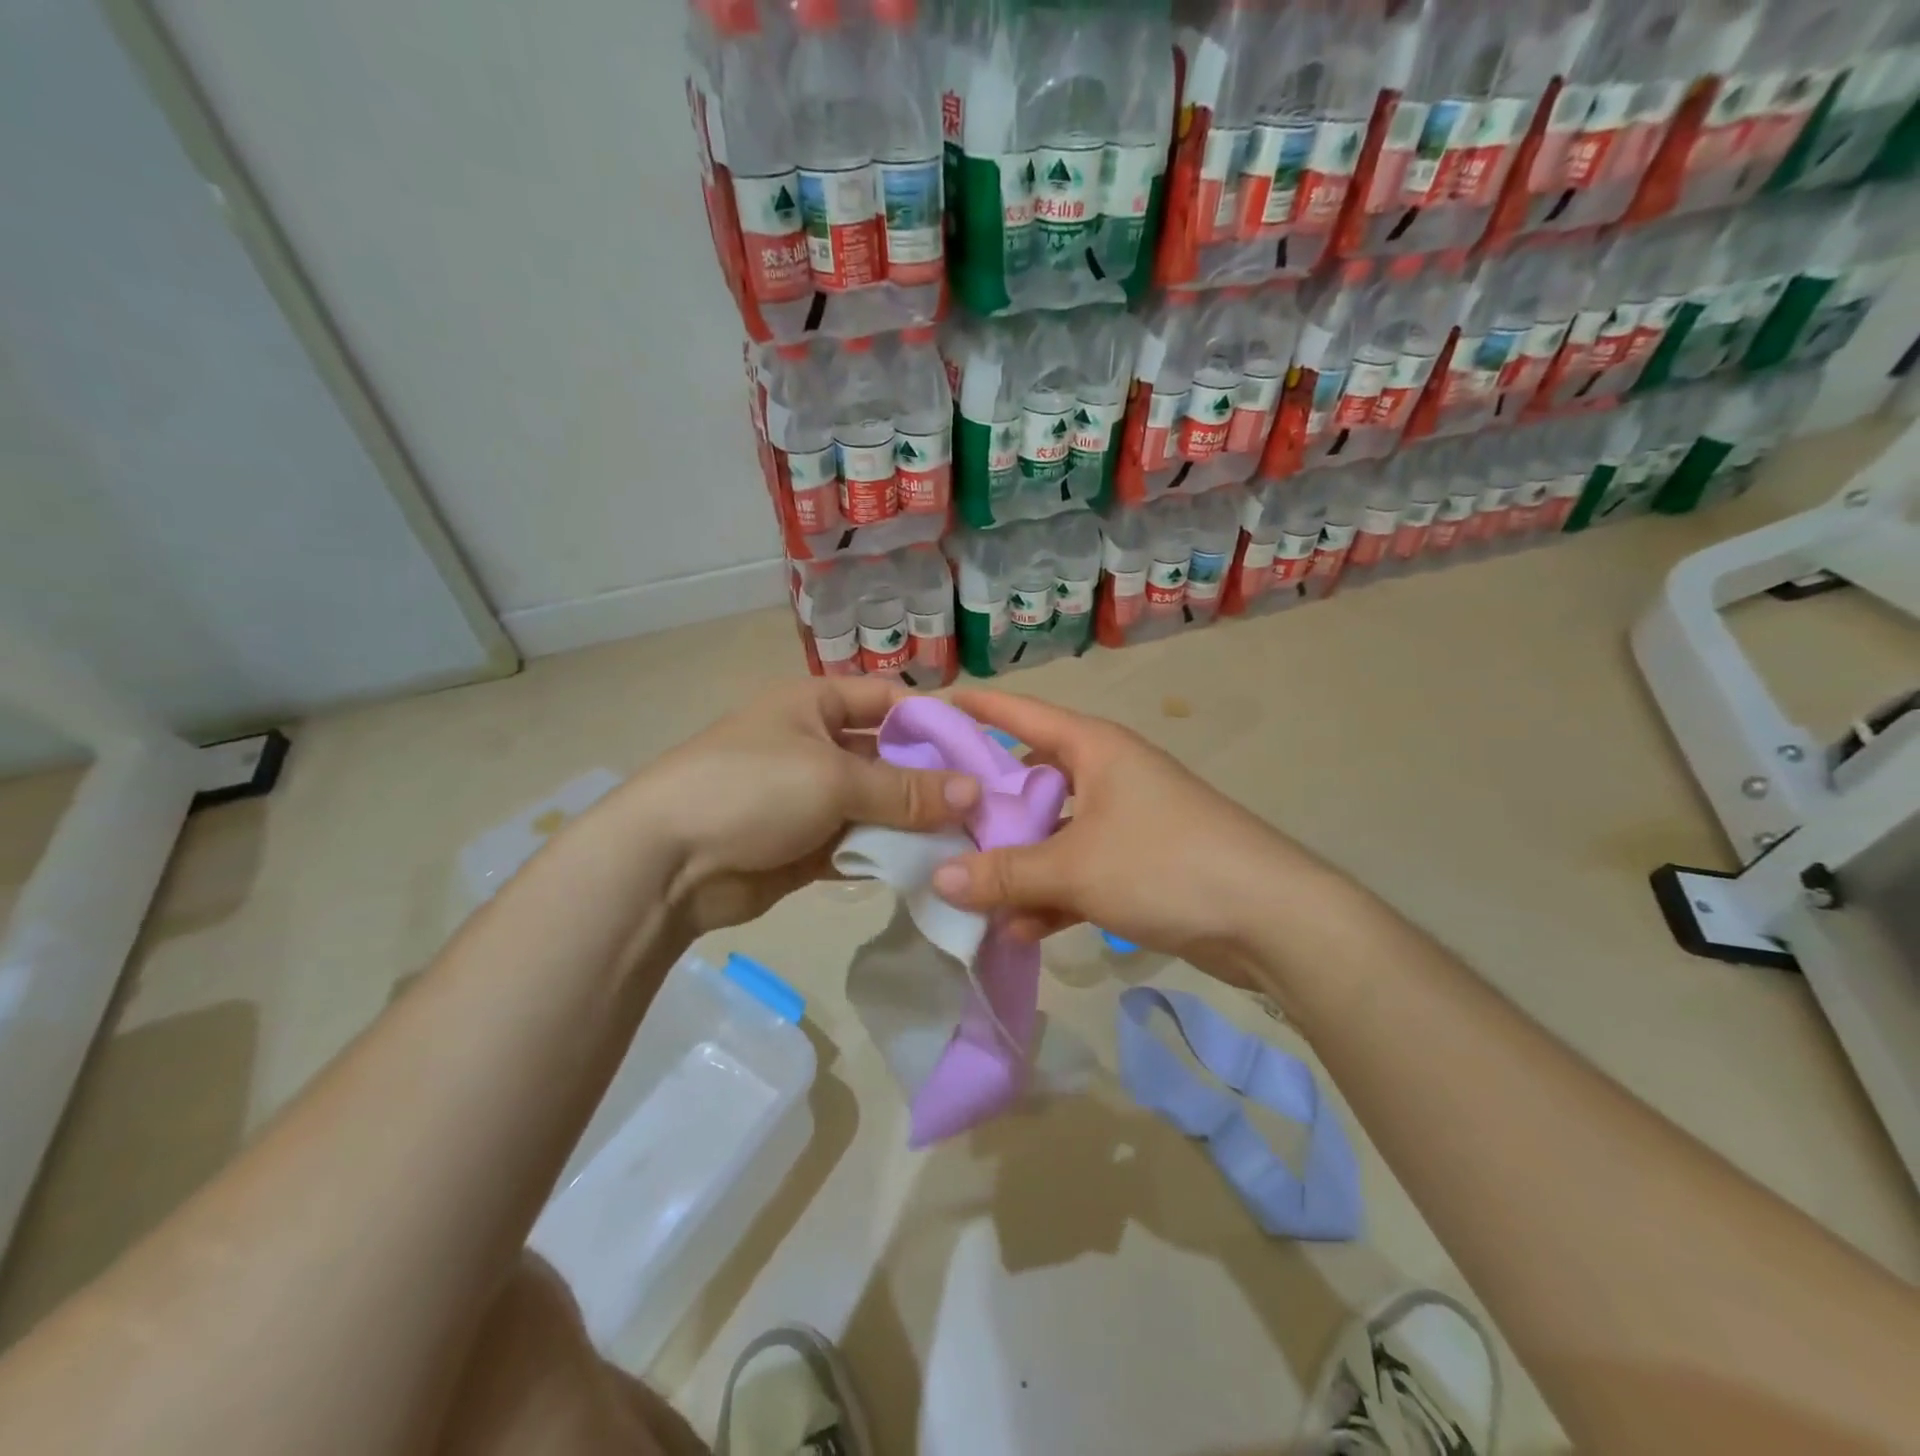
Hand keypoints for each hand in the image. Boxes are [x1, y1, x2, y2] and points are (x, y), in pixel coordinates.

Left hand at [632, 679, 978, 934]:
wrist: (666, 862)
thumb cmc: (751, 789)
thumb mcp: (833, 778)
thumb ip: (906, 789)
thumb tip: (975, 793)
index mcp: (814, 705)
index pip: (888, 700)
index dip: (934, 720)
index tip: (983, 750)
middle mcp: (816, 745)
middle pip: (888, 756)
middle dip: (932, 779)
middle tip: (987, 805)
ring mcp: (810, 798)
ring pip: (877, 805)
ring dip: (914, 822)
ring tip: (970, 839)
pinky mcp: (806, 846)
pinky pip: (859, 843)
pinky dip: (888, 853)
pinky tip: (929, 866)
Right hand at [929, 690, 1330, 984]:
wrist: (1271, 919)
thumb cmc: (1166, 864)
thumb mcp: (1075, 868)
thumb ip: (1004, 873)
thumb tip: (937, 881)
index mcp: (1095, 749)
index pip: (1022, 714)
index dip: (977, 709)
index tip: (929, 708)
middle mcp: (1108, 775)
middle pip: (1032, 780)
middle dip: (988, 807)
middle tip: (936, 824)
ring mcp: (1125, 821)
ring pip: (1054, 833)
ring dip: (1018, 864)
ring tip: (969, 893)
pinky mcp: (1140, 865)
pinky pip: (1080, 871)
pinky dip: (1052, 896)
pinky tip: (1020, 931)